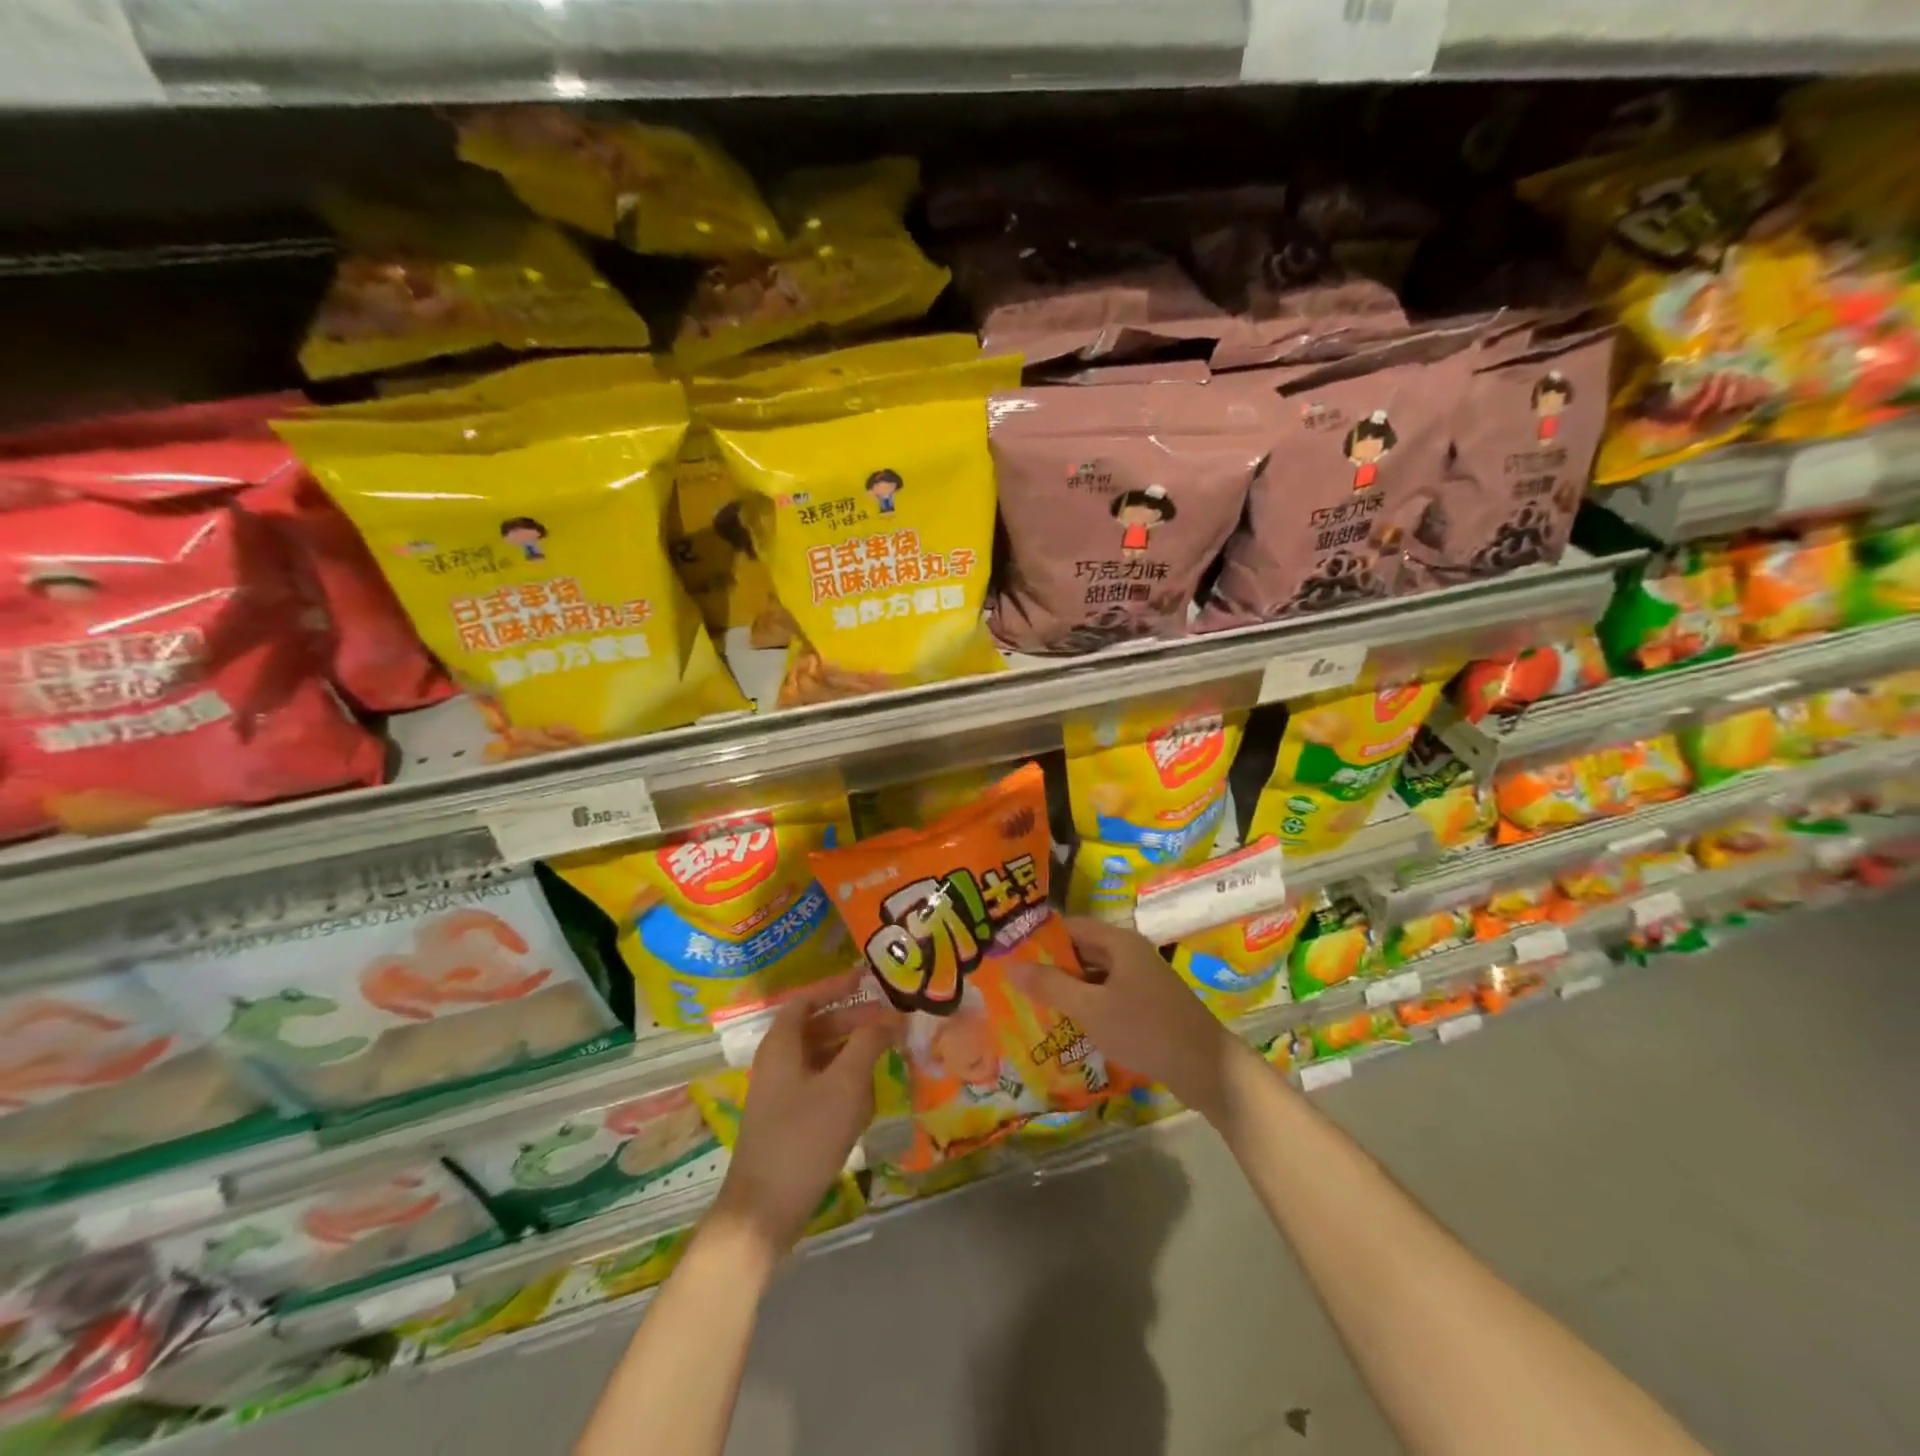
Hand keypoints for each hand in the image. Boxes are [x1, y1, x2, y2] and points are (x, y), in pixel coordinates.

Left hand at [711, 981, 898, 1259]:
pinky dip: (843, 1084)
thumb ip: (868, 1043)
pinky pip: (819, 1086)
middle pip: (817, 1028)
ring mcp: (780, 1093)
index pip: (807, 1000)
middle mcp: (777, 1062)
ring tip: (884, 1059)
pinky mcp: (787, 1121)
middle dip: (853, 1022)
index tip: (869, 981)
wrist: (764, 1211)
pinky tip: (865, 1102)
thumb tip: (889, 1016)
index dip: (836, 987)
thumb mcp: (845, 1084)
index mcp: (781, 1044)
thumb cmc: (804, 1136)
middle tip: (888, 1023)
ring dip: (851, 1055)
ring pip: (821, 1058)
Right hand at [1011, 917, 1247, 1119]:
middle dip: (1052, 964)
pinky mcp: (1149, 1003)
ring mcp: (1142, 978)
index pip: (1070, 926)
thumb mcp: (1091, 1008)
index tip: (1011, 952)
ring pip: (1095, 974)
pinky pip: (1109, 993)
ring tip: (1035, 1003)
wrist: (1206, 1068)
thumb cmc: (1145, 1029)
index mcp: (1119, 942)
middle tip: (1017, 981)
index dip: (1040, 937)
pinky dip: (1089, 1003)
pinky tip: (1070, 1023)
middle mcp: (1131, 952)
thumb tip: (1011, 966)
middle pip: (1083, 949)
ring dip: (1069, 987)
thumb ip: (1051, 986)